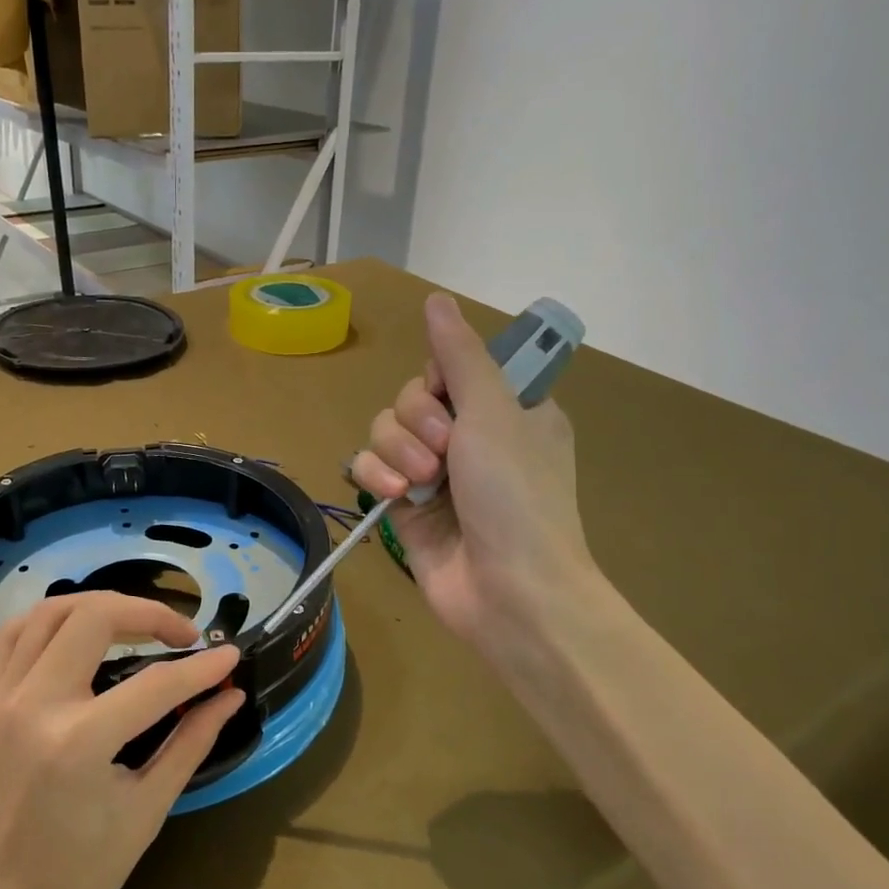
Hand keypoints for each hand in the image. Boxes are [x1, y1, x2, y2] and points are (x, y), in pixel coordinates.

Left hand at [0, 592, 242, 888]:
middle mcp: (33, 705)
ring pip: (49, 611)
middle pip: (94, 617)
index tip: (230, 656)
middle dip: (148, 613)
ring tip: (134, 623)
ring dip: (98, 605)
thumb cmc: (74, 880)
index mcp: (78, 744)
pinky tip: (79, 633)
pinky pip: (13, 634)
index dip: (201, 668)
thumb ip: (190, 743)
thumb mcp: (145, 813)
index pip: (155, 683)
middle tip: (180, 635)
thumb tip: (230, 696)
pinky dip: (52, 619)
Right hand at [351, 293, 605, 671]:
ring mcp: (436, 472)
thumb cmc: (516, 494)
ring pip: (385, 431)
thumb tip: (436, 298)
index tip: (449, 397)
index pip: (448, 368)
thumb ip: (459, 355)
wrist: (510, 591)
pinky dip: (377, 477)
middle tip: (445, 451)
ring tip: (423, 483)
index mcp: (505, 409)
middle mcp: (469, 436)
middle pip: (410, 398)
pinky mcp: (406, 505)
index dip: (437, 380)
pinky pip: (372, 468)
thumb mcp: (494, 411)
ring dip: (398, 451)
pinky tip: (394, 496)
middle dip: (417, 421)